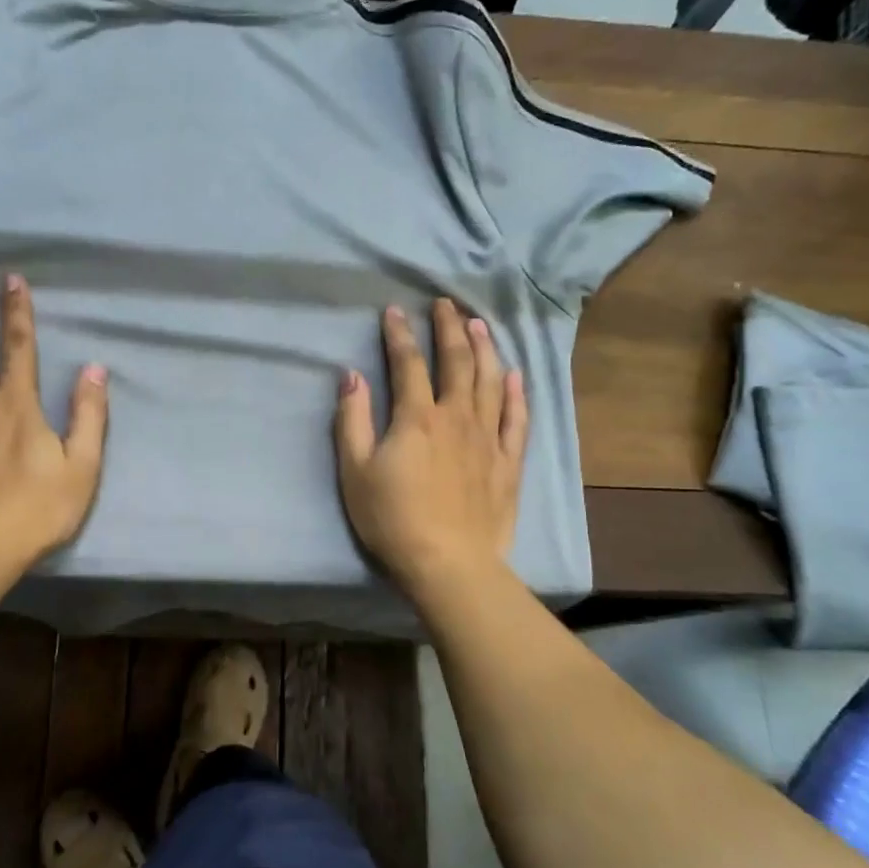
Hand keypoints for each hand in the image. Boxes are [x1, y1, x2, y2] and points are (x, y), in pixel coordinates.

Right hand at [334, 300, 527, 588]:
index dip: (400, 334)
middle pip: (457, 361)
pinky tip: (515, 375)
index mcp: (417, 417)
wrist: (448, 563)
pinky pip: (516, 418)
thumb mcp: (356, 470)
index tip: (394, 311)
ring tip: (479, 324)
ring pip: (491, 381)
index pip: (408, 364)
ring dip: (485, 348)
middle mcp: (456, 417)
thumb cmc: (392, 518)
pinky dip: (517, 393)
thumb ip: (352, 420)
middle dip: (449, 328)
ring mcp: (488, 437)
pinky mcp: (508, 461)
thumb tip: (351, 376)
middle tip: (446, 304)